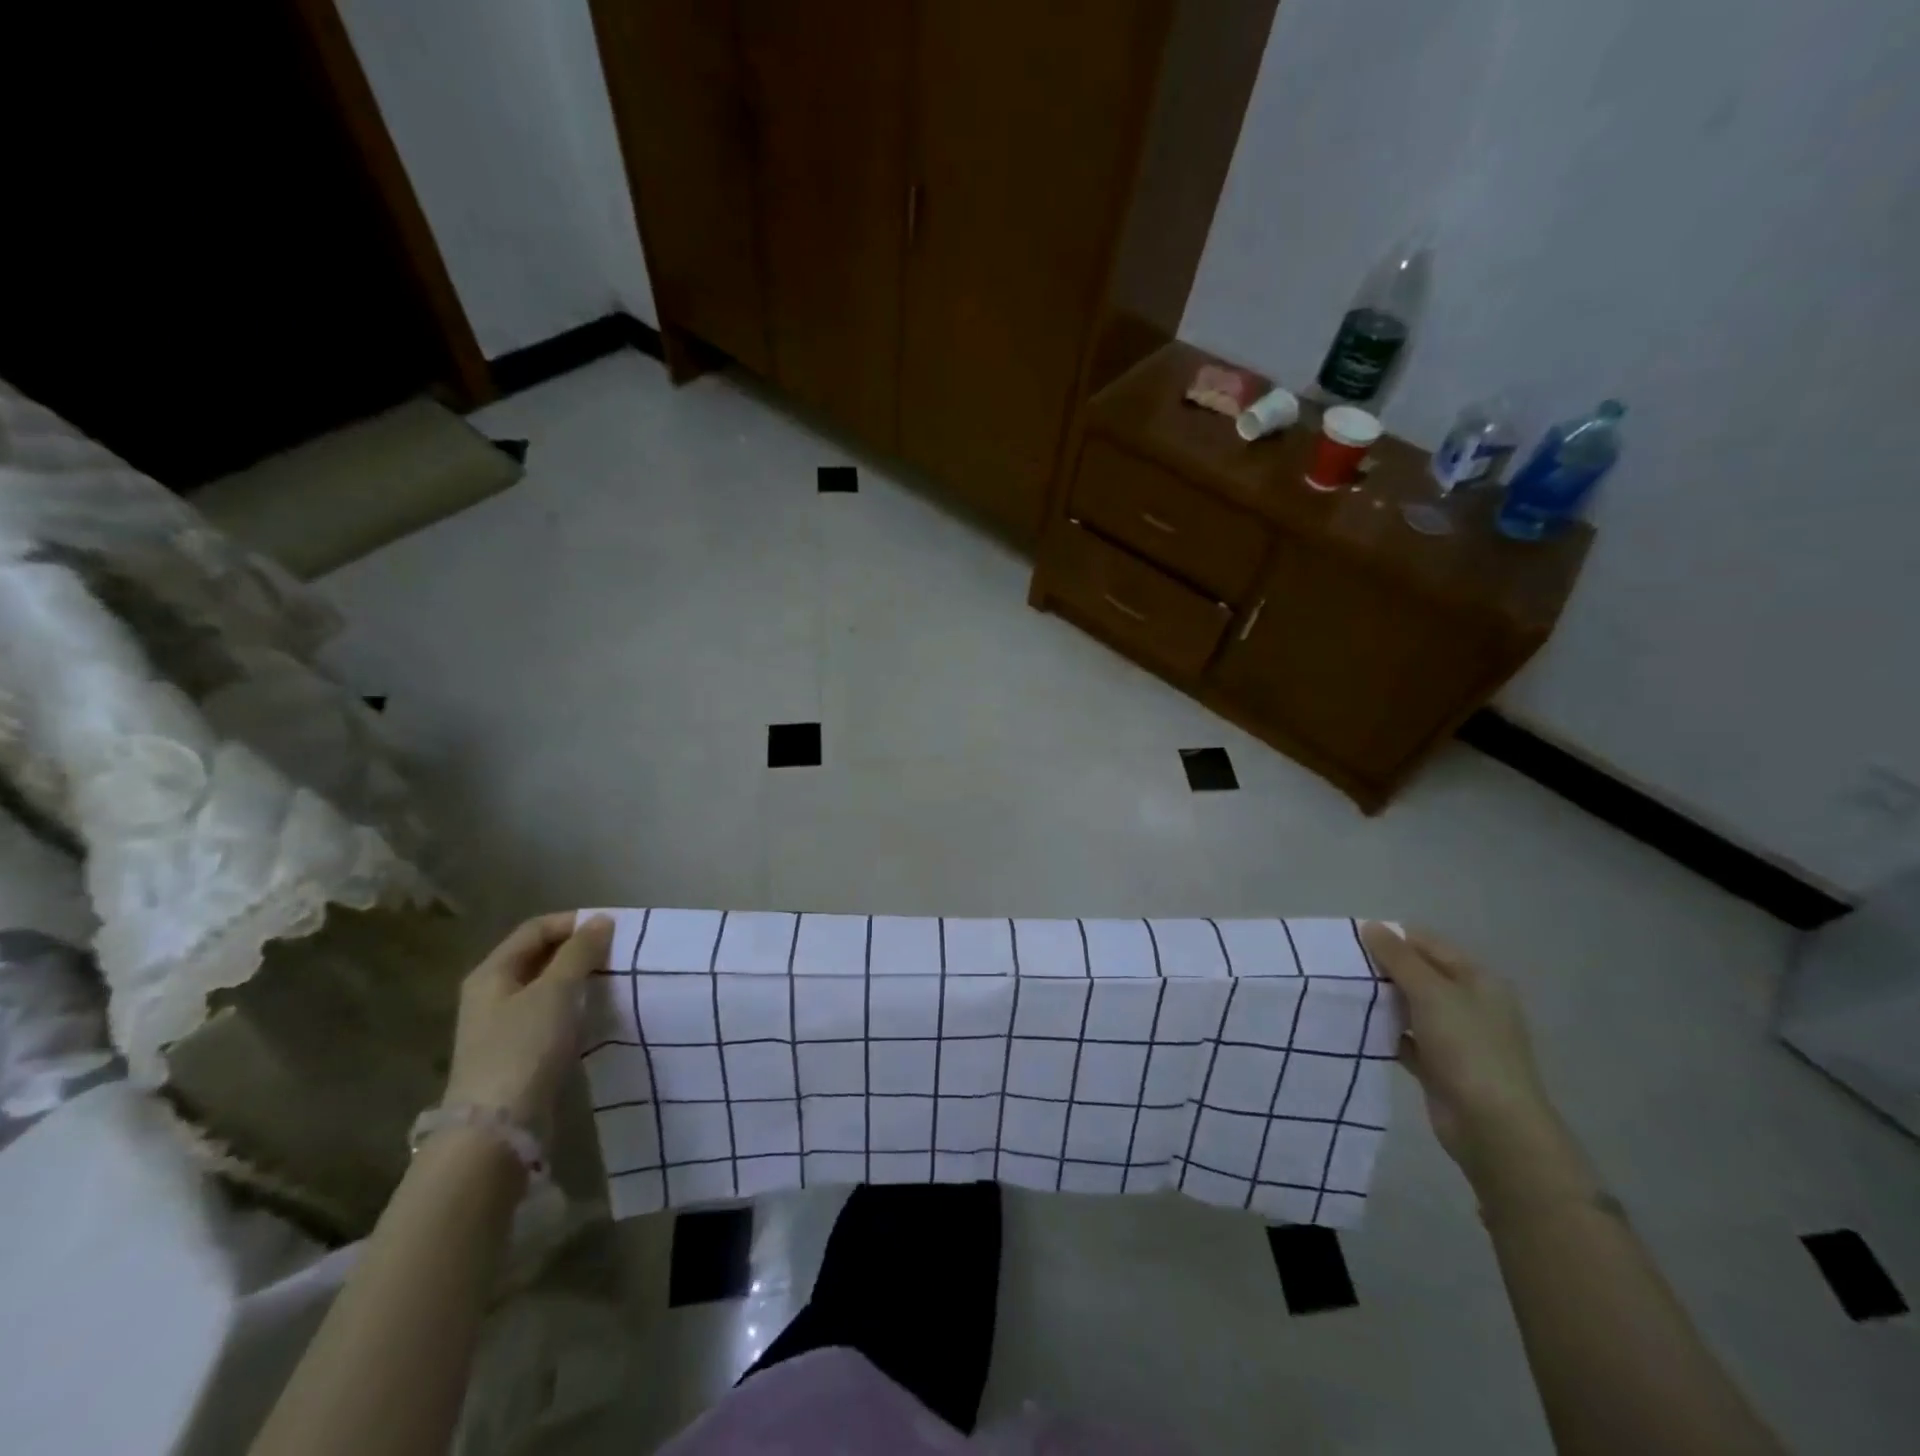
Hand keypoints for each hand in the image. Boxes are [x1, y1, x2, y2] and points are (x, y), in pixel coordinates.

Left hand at [444, 913, 613, 1128]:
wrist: (499, 1127)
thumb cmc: (525, 1047)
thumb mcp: (556, 991)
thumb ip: (580, 952)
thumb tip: (601, 921)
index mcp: (492, 973)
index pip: (536, 929)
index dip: (574, 922)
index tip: (614, 929)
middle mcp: (492, 994)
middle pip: (541, 957)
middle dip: (580, 951)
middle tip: (619, 954)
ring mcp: (504, 1027)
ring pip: (549, 988)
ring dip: (581, 980)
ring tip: (616, 981)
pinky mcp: (520, 1054)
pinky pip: (552, 1016)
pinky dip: (577, 1008)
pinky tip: (599, 1014)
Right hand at [1360, 923, 1568, 1189]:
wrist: (1493, 1127)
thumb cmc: (1468, 1048)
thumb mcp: (1431, 993)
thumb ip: (1398, 958)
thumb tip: (1371, 926)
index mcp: (1477, 980)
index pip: (1429, 944)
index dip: (1392, 938)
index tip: (1350, 939)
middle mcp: (1469, 1004)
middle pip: (1418, 974)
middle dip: (1382, 969)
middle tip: (1339, 965)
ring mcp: (1455, 1037)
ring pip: (1409, 1006)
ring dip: (1381, 1000)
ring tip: (1340, 991)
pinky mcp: (1438, 1065)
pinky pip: (1405, 1038)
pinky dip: (1384, 1031)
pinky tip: (1355, 1026)